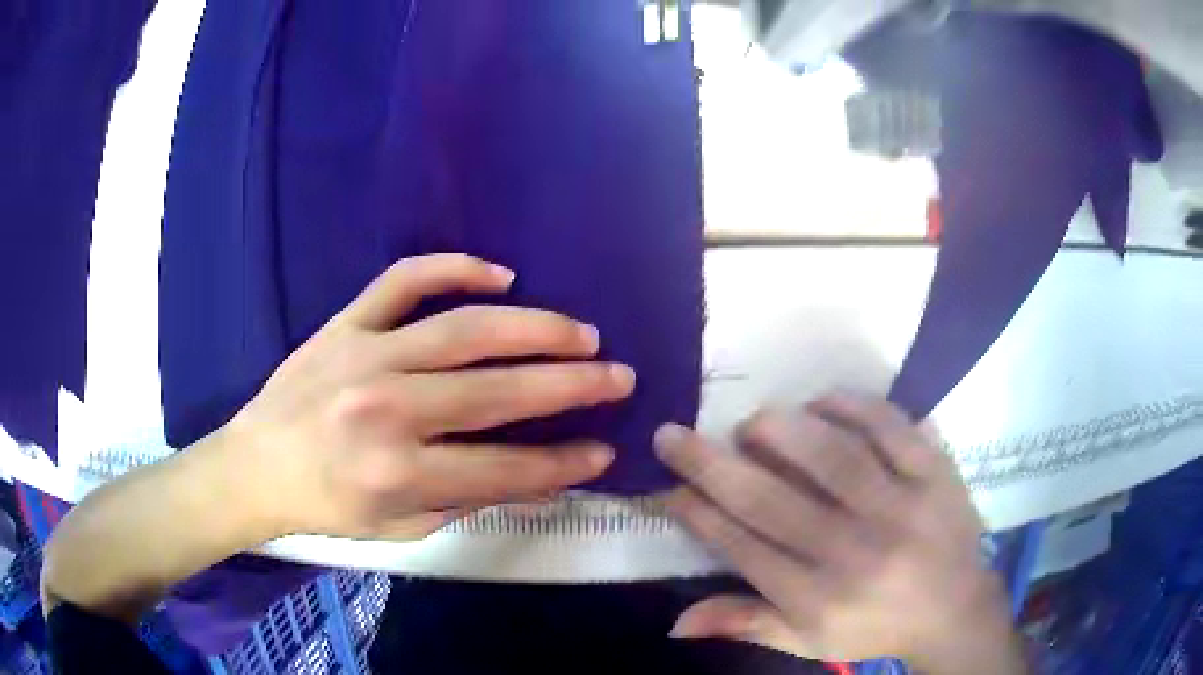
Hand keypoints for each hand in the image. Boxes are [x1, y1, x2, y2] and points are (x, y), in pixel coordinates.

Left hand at [226, 254, 635, 540]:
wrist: (254, 466)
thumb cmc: (326, 506)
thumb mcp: (398, 527)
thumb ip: (466, 500)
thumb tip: (534, 476)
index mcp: (397, 474)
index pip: (504, 469)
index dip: (562, 464)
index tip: (604, 451)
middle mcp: (386, 410)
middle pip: (496, 392)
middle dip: (571, 386)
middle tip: (619, 377)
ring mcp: (366, 355)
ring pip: (465, 330)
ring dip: (534, 329)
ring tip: (581, 333)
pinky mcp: (347, 323)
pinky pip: (405, 280)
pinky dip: (455, 268)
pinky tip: (500, 274)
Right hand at [655, 394, 1026, 672]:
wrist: (955, 608)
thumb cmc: (874, 627)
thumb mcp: (808, 640)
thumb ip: (746, 623)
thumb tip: (675, 623)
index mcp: (818, 598)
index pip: (743, 547)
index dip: (699, 512)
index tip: (668, 484)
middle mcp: (854, 552)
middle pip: (772, 501)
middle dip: (712, 464)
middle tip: (673, 435)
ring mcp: (900, 507)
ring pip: (830, 456)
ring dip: (779, 430)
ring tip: (751, 423)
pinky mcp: (935, 472)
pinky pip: (890, 426)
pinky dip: (852, 406)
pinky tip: (821, 401)